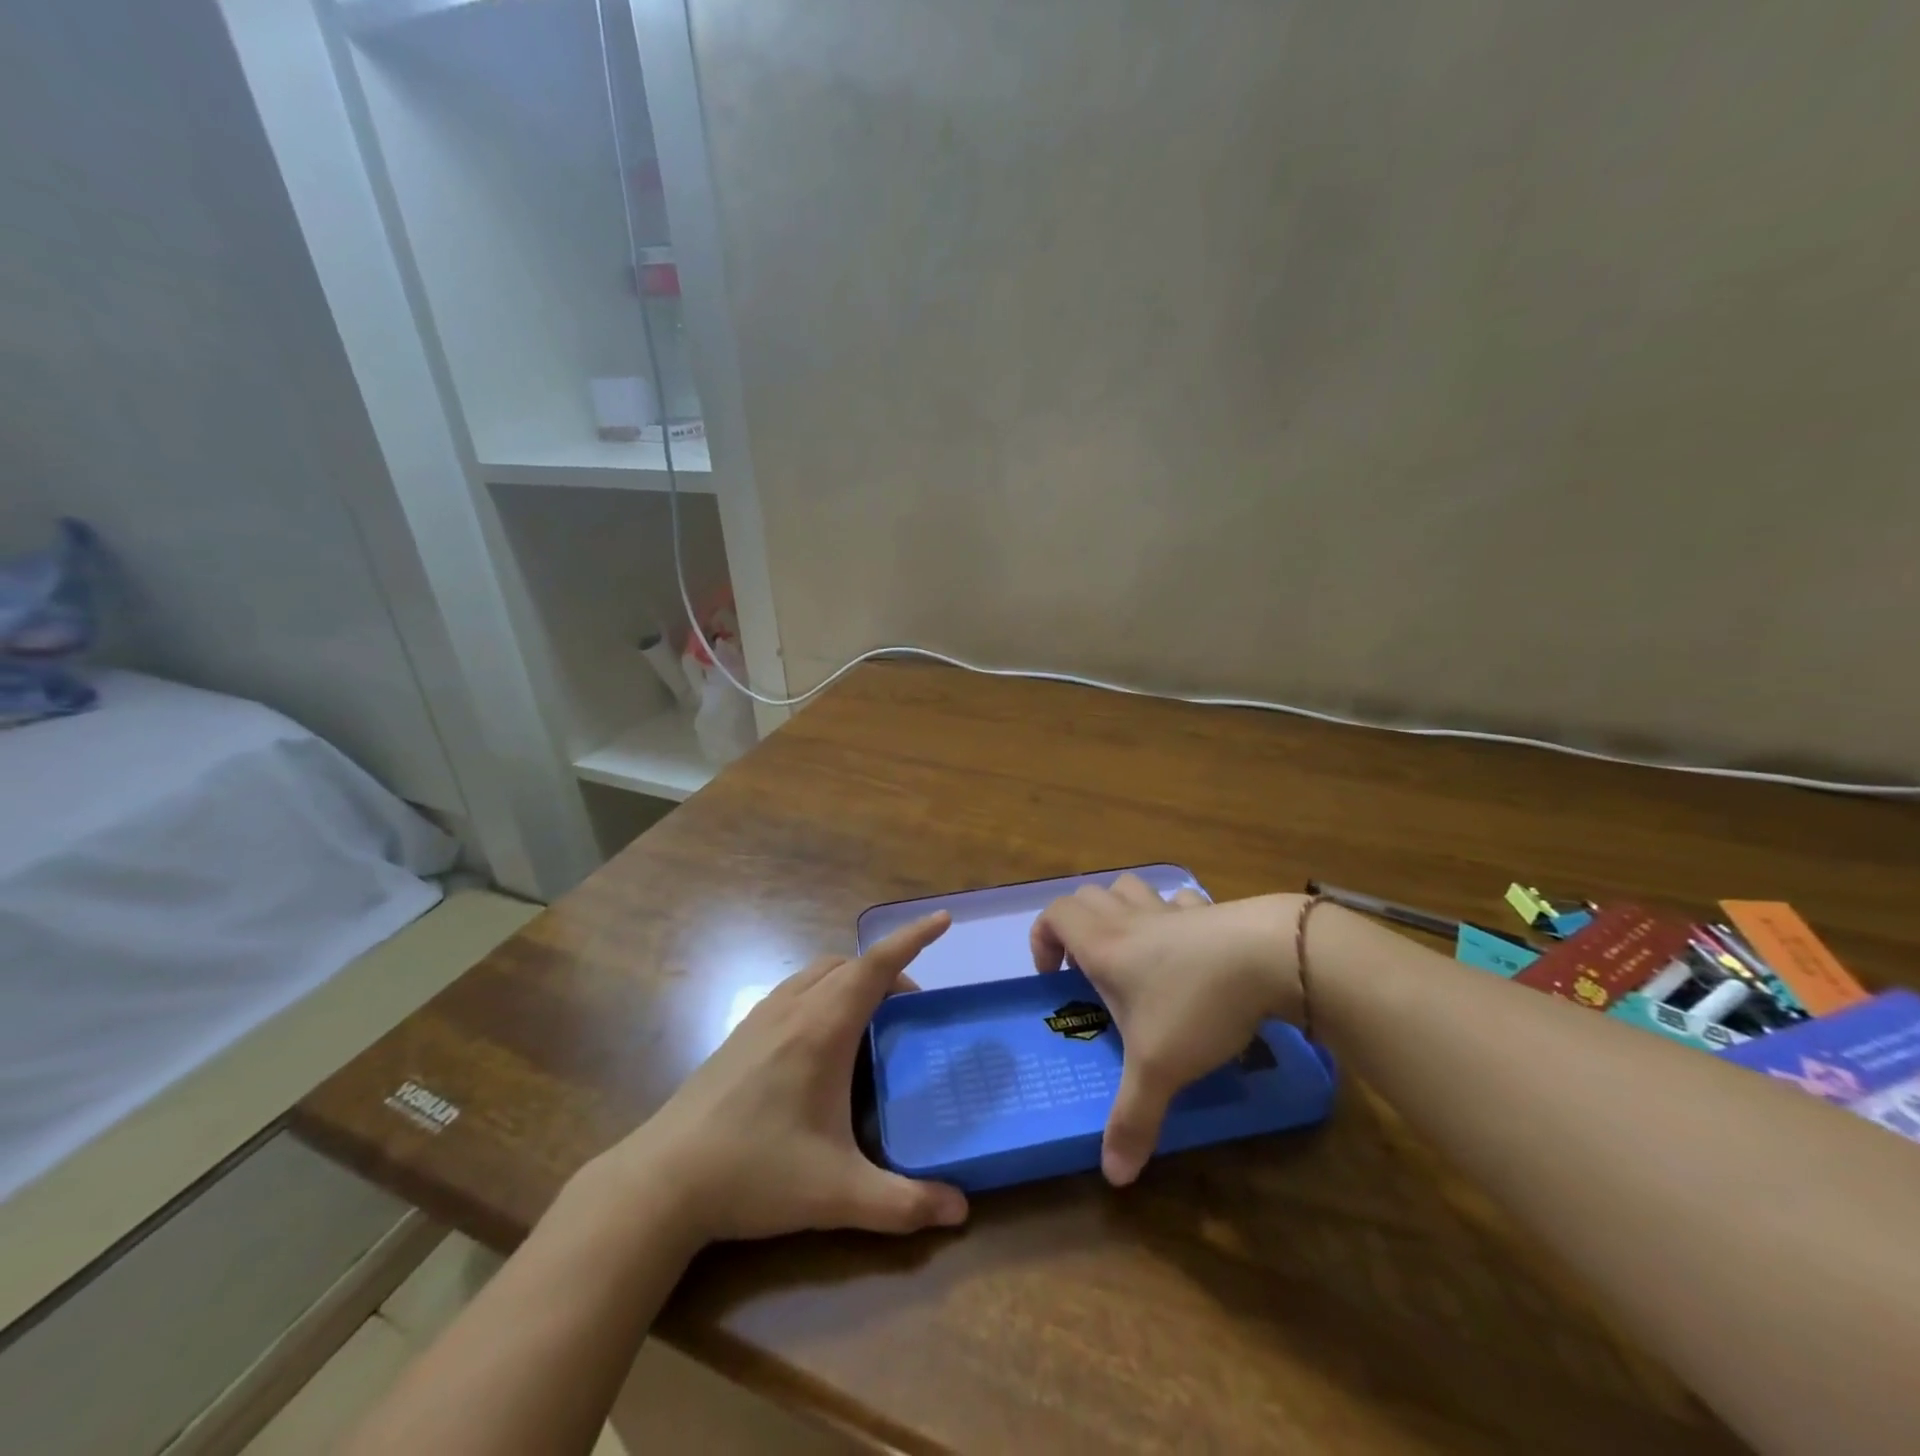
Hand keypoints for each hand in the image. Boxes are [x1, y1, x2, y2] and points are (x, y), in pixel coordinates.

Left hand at [605, 913, 968, 1244]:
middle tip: (912, 1012)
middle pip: (851, 965)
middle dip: (889, 972)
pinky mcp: (741, 1032)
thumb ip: (903, 1204)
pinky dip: (824, 990)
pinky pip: (796, 988)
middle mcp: (794, 1008)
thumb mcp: (836, 1195)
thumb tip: (960, 1211)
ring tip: (872, 1019)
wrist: (662, 1181)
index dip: (913, 938)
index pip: (876, 965)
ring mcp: (762, 1016)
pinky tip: (823, 1037)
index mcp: (823, 1029)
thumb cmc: (755, 1174)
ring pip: (819, 972)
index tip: (944, 919)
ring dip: (853, 978)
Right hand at [1030, 876, 1305, 1185]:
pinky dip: (1171, 913)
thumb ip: (1132, 1120)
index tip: (1054, 977)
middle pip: (1086, 895)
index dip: (1043, 938)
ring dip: (1119, 909)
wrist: (1269, 958)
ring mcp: (1171, 909)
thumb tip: (1113, 1177)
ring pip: (1129, 888)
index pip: (1054, 915)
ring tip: (1131, 949)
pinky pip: (1178, 900)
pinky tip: (1185, 943)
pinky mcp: (1209, 910)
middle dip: (1077, 925)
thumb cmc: (1196, 1005)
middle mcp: (1130, 919)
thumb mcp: (1159, 1069)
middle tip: (1088, 967)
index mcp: (1103, 945)